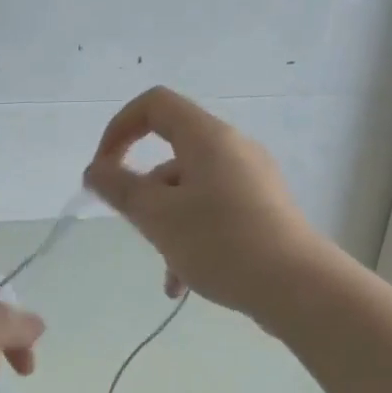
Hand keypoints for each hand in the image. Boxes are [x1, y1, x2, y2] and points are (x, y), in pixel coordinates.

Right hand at [83, 86, 327, 317]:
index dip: (119, 130)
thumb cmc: (220, 243)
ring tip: (168, 273)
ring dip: (167, 227)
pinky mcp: (263, 210)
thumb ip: (120, 188)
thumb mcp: (157, 216)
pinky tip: (184, 284)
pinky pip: (213, 213)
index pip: (154, 106)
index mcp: (208, 138)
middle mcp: (233, 150)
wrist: (296, 286)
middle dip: (145, 194)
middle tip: (138, 229)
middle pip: (172, 155)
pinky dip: (192, 239)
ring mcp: (252, 181)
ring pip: (190, 192)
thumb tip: (96, 170)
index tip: (102, 171)